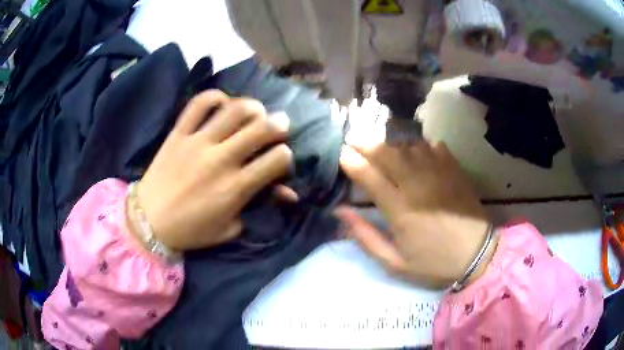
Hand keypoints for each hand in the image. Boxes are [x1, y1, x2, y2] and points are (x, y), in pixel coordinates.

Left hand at [130, 90, 291, 250]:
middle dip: (279, 124)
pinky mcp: (179, 133)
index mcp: (235, 188)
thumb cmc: (191, 230)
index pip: (276, 159)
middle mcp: (220, 160)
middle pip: (261, 128)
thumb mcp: (230, 229)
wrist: (149, 221)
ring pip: (234, 110)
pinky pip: (198, 104)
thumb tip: (289, 194)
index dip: (286, 156)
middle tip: (280, 124)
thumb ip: (258, 208)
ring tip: (256, 111)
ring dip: (253, 106)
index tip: (280, 159)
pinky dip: (215, 97)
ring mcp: (198, 143)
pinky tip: (222, 103)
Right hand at [337, 140, 496, 288]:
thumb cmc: (434, 262)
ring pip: (408, 145)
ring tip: (380, 142)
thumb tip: (341, 211)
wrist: (477, 255)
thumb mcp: (394, 263)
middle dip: (366, 143)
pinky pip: (433, 146)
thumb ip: (366, 237)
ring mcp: (439, 173)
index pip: (369, 176)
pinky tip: (413, 147)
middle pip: (387, 153)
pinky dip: (419, 143)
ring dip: (390, 141)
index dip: (351, 161)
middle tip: (353, 139)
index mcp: (400, 210)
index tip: (341, 154)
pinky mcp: (454, 169)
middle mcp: (417, 185)